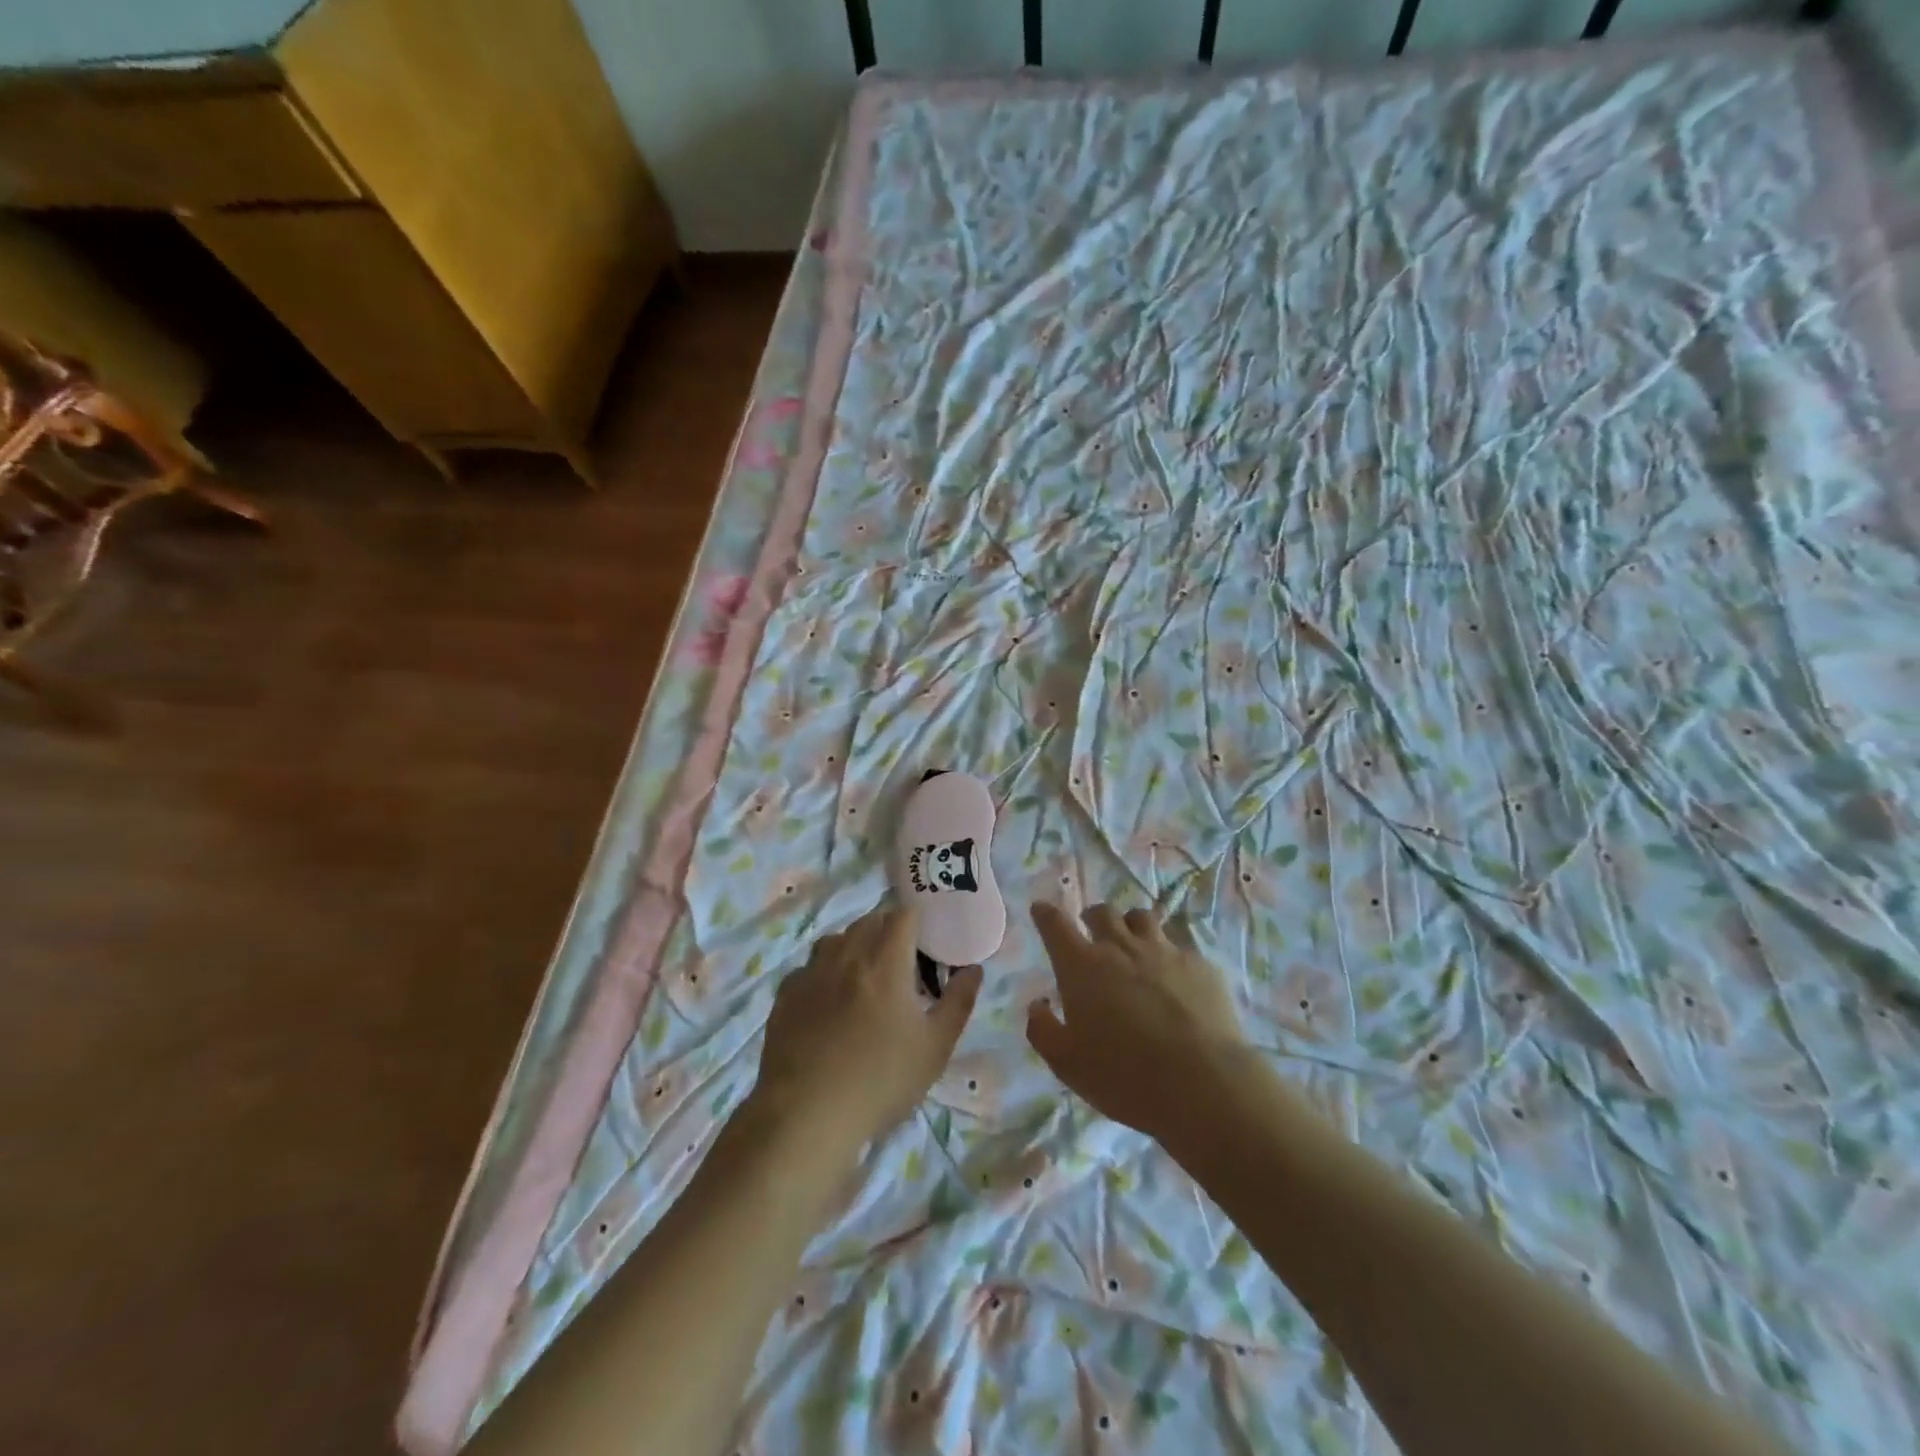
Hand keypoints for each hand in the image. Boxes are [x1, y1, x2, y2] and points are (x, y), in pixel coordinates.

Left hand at [753, 902, 981, 1152]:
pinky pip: (808, 968)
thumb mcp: (935, 1047)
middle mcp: (846, 956)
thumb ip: (958, 1002)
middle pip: (868, 921)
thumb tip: (973, 969)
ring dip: (853, 948)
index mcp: (885, 962)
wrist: (807, 1115)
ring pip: (835, 940)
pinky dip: (823, 974)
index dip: (917, 922)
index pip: (903, 916)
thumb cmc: (881, 1080)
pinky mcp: (785, 995)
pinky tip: (827, 1003)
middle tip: (900, 964)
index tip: (926, 943)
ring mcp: (811, 974)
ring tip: (863, 980)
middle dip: (887, 931)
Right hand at [1026, 901, 1246, 1138]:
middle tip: (1091, 931)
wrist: (1202, 1083)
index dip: (1045, 914)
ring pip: (1142, 918)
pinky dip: (1168, 956)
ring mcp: (1164, 951)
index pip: (1056, 925)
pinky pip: (1178, 947)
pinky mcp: (1199, 965)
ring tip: (1132, 943)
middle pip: (1102, 912)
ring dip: (1130, 925)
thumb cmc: (1123, 1074)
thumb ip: (1043, 1029)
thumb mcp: (1066, 1063)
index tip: (1041, 909)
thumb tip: (1038, 1004)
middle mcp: (1121, 947)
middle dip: (1092, 917)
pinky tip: (1174, 979)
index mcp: (1082, 966)